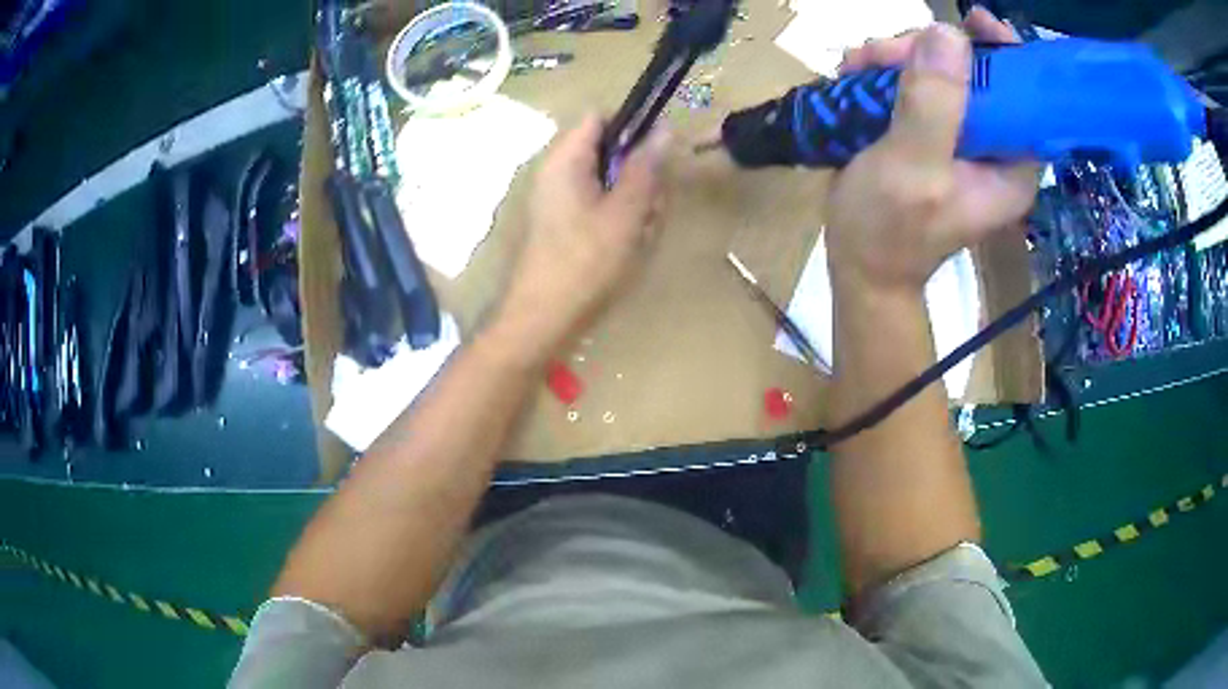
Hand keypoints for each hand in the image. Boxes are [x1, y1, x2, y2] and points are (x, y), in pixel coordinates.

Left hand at [493, 115, 669, 362]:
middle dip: (639, 175)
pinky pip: (600, 209)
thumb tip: (664, 128)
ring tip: (642, 235)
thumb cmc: (585, 263)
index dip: (632, 127)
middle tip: (652, 208)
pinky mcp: (563, 226)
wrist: (543, 321)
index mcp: (565, 160)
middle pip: (609, 152)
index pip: (600, 118)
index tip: (659, 154)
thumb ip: (645, 168)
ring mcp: (559, 201)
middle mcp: (558, 173)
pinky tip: (629, 248)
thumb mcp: (625, 212)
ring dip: (635, 203)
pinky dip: (620, 222)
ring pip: (610, 184)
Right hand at [825, 8, 1037, 295]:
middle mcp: (992, 145)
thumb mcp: (914, 169)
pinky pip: (912, 80)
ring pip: (938, 69)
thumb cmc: (889, 231)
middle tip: (882, 56)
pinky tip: (855, 75)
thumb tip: (948, 32)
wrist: (858, 265)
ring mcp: (958, 134)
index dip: (1005, 53)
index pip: (1027, 97)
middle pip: (974, 71)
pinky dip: (883, 70)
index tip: (973, 21)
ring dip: (895, 58)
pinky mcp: (928, 128)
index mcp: (1010, 164)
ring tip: (857, 68)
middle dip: (927, 53)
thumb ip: (934, 104)